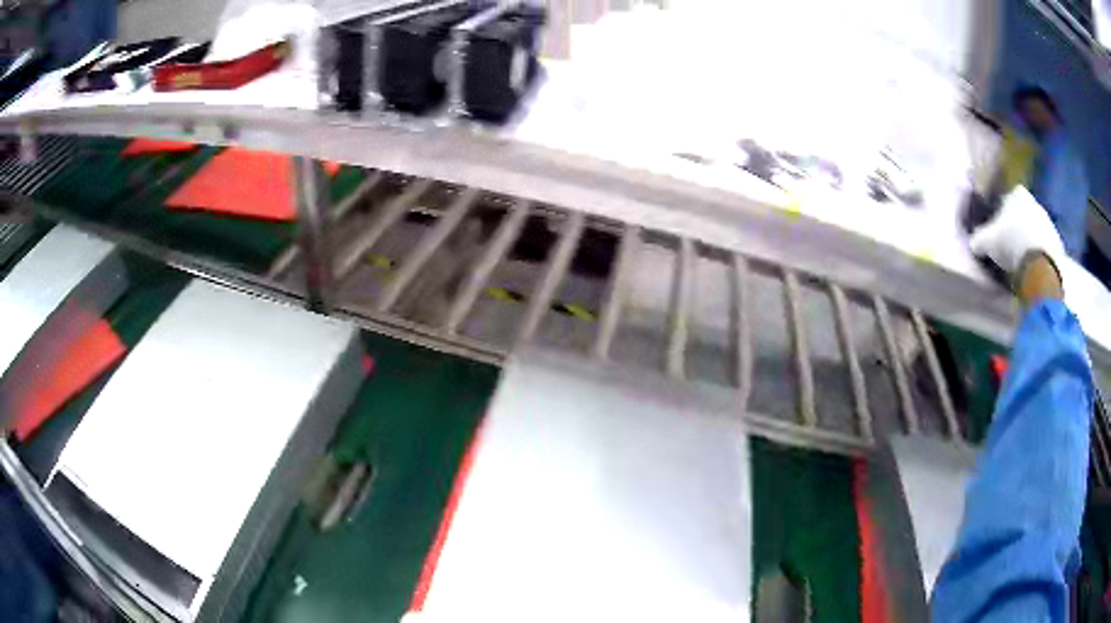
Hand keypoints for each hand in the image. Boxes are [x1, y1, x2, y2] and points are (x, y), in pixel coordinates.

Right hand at [969, 186, 1066, 275]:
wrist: (1041, 267)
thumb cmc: (1011, 244)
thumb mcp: (986, 242)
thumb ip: (978, 239)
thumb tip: (973, 242)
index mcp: (1017, 193)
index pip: (1005, 200)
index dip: (999, 216)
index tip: (995, 232)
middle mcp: (1034, 202)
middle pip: (1022, 215)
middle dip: (1016, 229)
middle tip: (1008, 249)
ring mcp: (1048, 223)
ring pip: (1034, 231)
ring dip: (1028, 243)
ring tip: (1020, 263)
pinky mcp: (1057, 244)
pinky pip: (1044, 248)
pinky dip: (1038, 256)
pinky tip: (1032, 270)